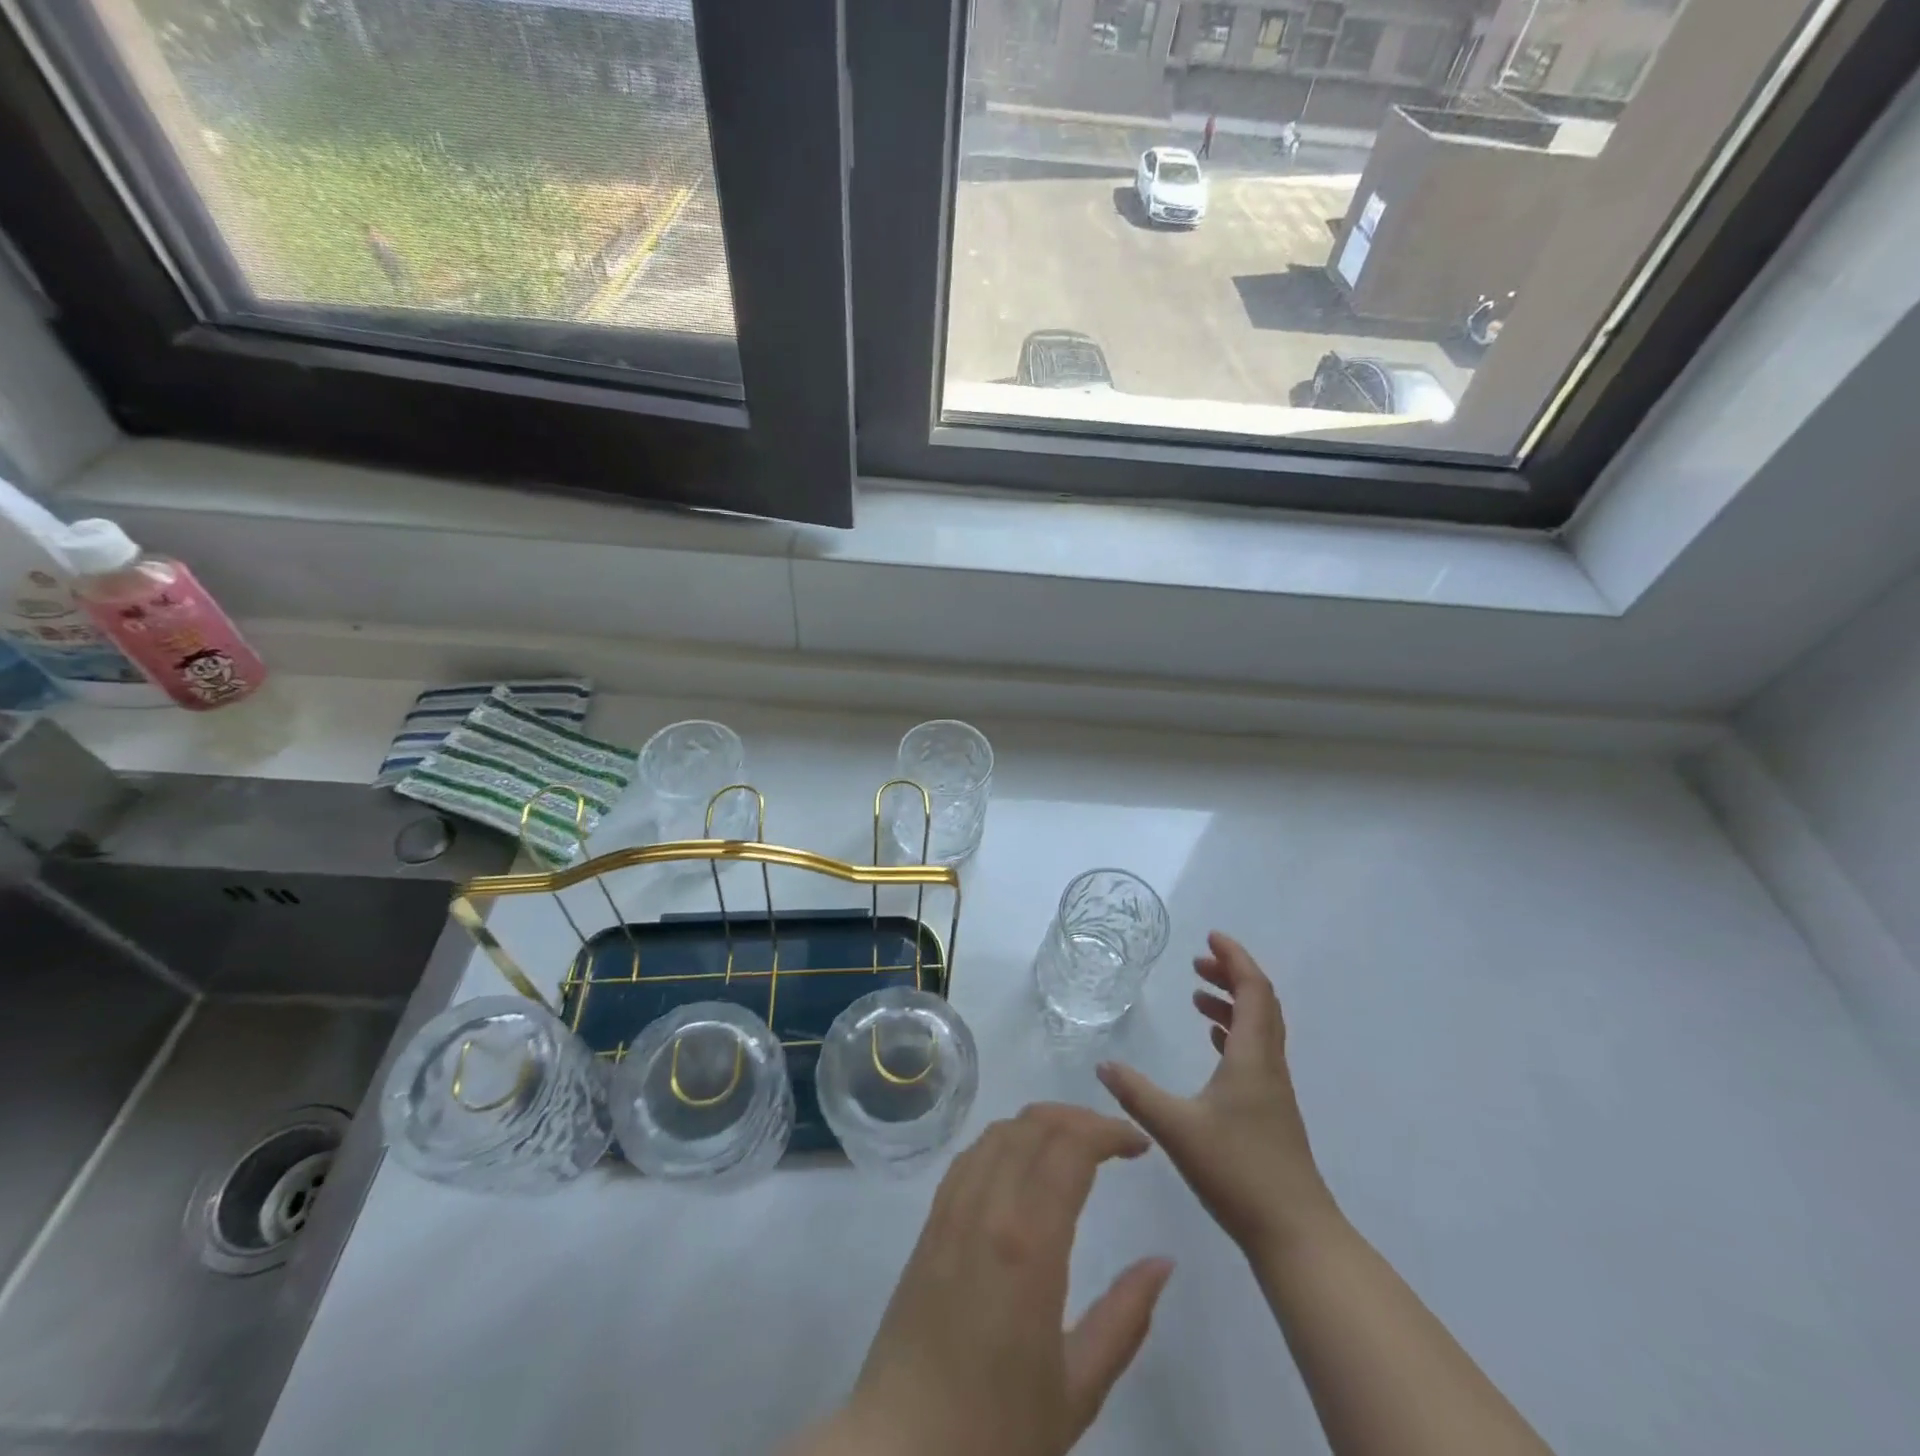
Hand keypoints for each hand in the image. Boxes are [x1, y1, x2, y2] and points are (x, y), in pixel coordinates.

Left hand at [793, 1105, 1173, 1455]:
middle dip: (1080, 1118)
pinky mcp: (929, 1221)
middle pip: (1034, 1125)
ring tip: (1075, 1145)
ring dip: (1041, 1123)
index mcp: (1027, 1242)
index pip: (1070, 1147)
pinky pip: (970, 1155)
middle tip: (1115, 1141)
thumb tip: (1162, 1263)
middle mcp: (986, 1207)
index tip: (1139, 1144)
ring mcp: (951, 1208)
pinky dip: (1005, 1140)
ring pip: (999, 1131)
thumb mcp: (1077, 1388)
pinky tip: (1022, 1164)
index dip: (1108, 1131)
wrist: (900, 1448)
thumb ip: (1125, 1319)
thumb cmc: (996, 1429)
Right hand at [1098, 932, 1338, 1252]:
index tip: (1211, 936)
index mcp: (1252, 1057)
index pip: (1254, 990)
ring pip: (1258, 1029)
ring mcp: (1273, 1090)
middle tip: (1198, 963)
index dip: (1235, 958)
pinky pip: (1254, 1053)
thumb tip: (1103, 1064)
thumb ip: (1137, 1094)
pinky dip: (1234, 1035)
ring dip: (1232, 1005)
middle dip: (1231, 975)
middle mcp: (1267, 1065)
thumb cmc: (1238, 1172)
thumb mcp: (1177, 1128)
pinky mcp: (1270, 1112)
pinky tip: (1213, 1045)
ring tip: (1198, 998)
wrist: (1296, 1235)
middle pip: (1260, 1003)